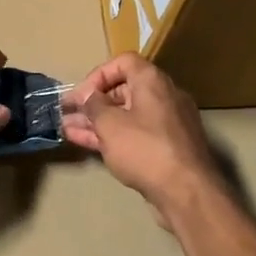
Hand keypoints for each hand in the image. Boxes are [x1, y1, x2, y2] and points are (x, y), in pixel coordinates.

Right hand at [61, 55, 221, 220]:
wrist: (187, 193)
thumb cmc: (145, 149)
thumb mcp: (110, 124)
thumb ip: (93, 105)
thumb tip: (86, 95)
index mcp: (152, 81)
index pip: (123, 62)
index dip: (98, 75)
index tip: (81, 95)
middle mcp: (164, 96)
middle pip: (124, 90)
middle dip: (93, 102)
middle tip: (69, 113)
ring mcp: (167, 124)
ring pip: (127, 115)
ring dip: (98, 121)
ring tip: (68, 129)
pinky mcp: (168, 148)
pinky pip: (135, 133)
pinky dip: (113, 135)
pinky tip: (86, 143)